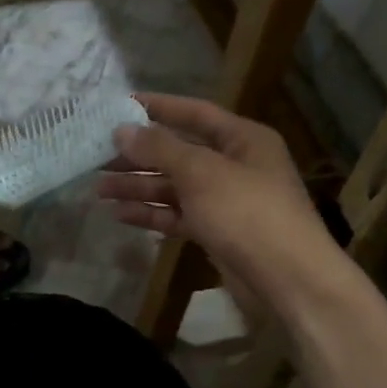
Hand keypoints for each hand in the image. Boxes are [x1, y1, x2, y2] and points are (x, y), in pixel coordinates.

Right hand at [97, 93, 350, 311]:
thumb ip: (160, 148)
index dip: (157, 107)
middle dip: (139, 154)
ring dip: (139, 186)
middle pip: (179, 151)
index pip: (194, 113)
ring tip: (99, 188)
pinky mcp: (218, 232)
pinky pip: (178, 216)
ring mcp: (226, 201)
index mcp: (242, 139)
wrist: (289, 281)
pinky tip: (121, 215)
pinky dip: (152, 214)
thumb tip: (122, 130)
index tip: (118, 106)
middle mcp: (235, 164)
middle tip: (97, 154)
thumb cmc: (247, 213)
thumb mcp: (201, 172)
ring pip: (174, 186)